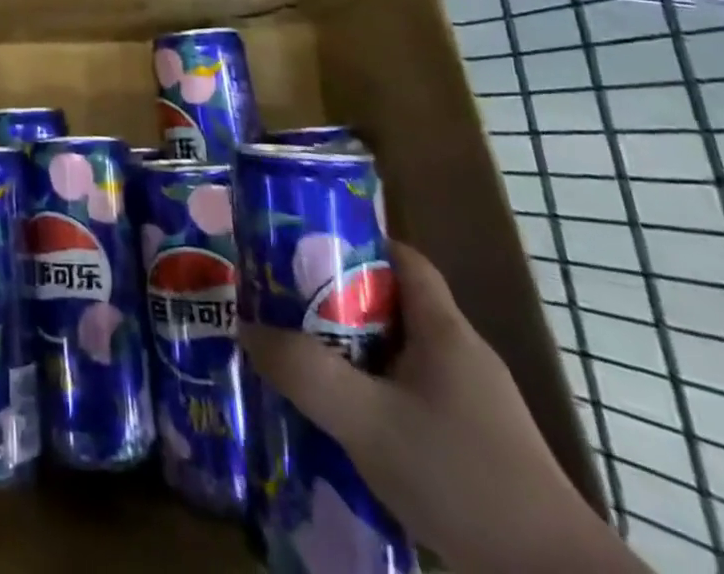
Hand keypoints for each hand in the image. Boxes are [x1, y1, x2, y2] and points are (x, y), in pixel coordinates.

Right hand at [241, 242, 642, 573]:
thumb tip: (249, 329)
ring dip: (352, 356)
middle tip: (284, 307)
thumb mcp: (368, 421)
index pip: (401, 258)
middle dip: (336, 303)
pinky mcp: (475, 447)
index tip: (303, 248)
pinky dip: (374, 398)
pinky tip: (344, 424)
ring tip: (302, 363)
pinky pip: (411, 399)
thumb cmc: (462, 479)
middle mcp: (460, 355)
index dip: (354, 244)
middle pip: (390, 306)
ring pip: (398, 357)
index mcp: (444, 329)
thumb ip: (305, 372)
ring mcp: (472, 404)